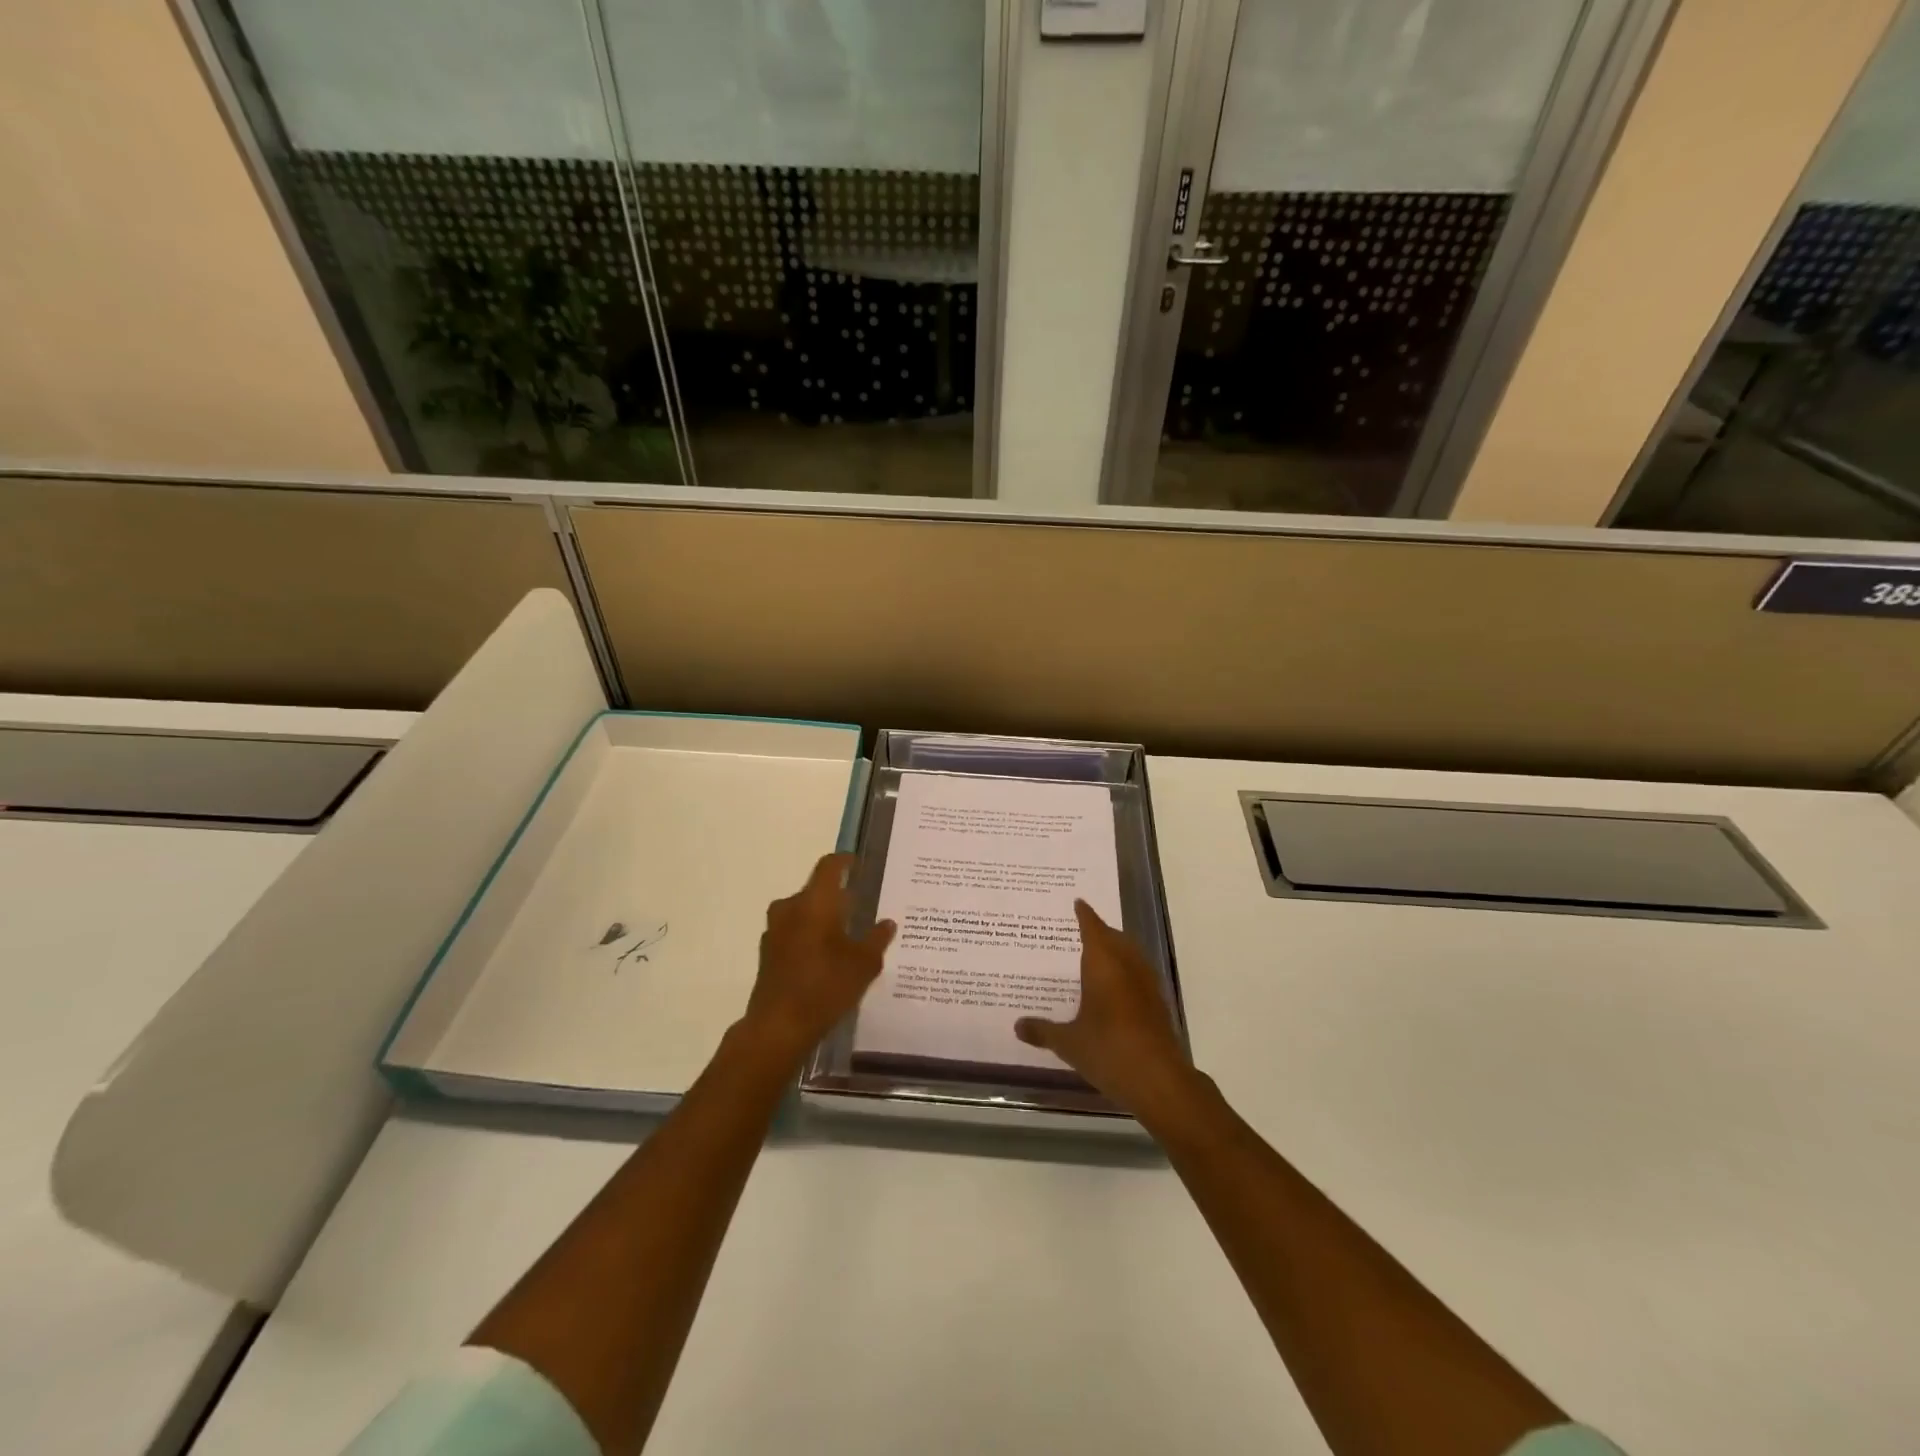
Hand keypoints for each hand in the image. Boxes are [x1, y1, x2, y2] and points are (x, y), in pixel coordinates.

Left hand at [741, 853, 894, 1062]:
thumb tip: (887, 922)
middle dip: (837, 895)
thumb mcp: (864, 964)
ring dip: (822, 917)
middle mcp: (790, 908)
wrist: (778, 1027)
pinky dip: (809, 936)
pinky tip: (826, 956)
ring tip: (846, 933)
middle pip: (816, 890)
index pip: (829, 866)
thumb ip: (877, 938)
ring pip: (803, 912)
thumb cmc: (825, 986)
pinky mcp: (768, 953)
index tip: (859, 864)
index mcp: (815, 902)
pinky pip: (793, 932)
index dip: (845, 861)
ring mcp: (775, 931)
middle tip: (861, 905)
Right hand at [1014, 900, 1195, 1118]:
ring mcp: (1147, 984)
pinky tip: (1114, 990)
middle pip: (1114, 938)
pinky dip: (1125, 972)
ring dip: (1116, 950)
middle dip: (1100, 931)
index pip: (1093, 928)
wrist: (1159, 1081)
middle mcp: (1127, 966)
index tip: (1078, 902)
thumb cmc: (1108, 1051)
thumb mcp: (1068, 1043)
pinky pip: (1138, 975)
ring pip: (1130, 955)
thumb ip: (1042, 1031)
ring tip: (1096, 956)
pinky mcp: (1158, 1004)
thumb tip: (1018, 1025)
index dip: (1085, 915)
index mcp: (1103, 964)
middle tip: (1081, 930)